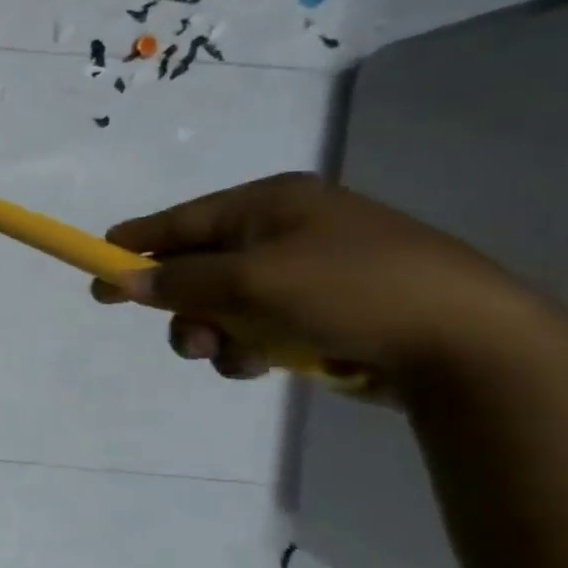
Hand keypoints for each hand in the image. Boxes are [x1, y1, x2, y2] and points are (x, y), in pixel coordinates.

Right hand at [90, 173, 547, 389]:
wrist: (471, 345)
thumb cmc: (351, 291)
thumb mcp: (252, 281)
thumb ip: (180, 280)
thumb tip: (124, 281)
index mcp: (271, 203)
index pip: (182, 219)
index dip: (134, 246)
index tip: (96, 272)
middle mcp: (287, 230)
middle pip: (200, 266)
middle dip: (183, 305)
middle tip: (182, 337)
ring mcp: (310, 272)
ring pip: (226, 304)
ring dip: (215, 333)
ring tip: (229, 357)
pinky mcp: (327, 312)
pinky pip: (260, 326)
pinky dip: (251, 347)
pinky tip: (265, 364)